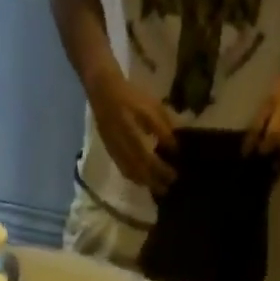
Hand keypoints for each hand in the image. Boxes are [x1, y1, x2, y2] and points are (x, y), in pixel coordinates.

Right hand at [88, 70, 177, 193]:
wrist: (104, 92)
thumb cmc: (131, 97)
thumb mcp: (152, 108)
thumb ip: (163, 129)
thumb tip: (174, 148)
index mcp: (134, 137)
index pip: (151, 161)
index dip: (163, 171)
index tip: (175, 175)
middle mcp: (124, 149)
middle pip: (141, 173)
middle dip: (155, 183)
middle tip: (168, 187)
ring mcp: (116, 153)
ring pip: (132, 175)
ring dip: (145, 183)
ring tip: (157, 186)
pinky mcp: (112, 153)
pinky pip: (124, 171)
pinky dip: (135, 178)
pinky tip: (143, 179)